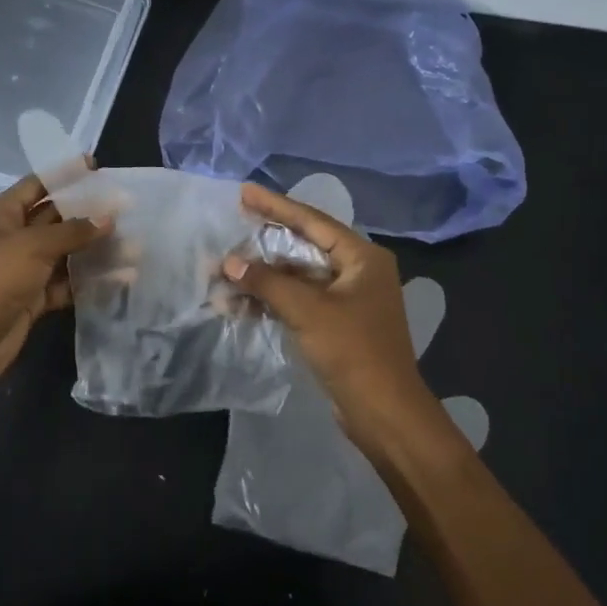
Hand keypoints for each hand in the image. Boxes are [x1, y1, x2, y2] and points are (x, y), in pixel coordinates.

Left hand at [0, 171, 107, 386]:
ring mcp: (24, 270)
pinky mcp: (35, 298)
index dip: (64, 174)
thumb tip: (108, 219)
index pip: (37, 185)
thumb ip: (73, 231)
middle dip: (88, 212)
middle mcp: (13, 238)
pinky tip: (120, 277)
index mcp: (2, 215)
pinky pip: (67, 283)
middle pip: (55, 218)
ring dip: (94, 249)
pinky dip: (90, 281)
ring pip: (65, 252)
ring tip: (132, 244)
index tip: (95, 166)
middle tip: (125, 207)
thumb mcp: (33, 246)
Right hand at [222, 183, 439, 453]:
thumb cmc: (353, 351)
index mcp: (362, 258)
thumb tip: (229, 262)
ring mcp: (345, 299)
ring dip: (262, 279)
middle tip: (230, 229)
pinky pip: (297, 301)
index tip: (244, 193)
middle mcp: (356, 272)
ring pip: (296, 277)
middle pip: (302, 248)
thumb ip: (267, 282)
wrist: (383, 412)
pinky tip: (239, 304)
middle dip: (263, 246)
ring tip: (223, 275)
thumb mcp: (307, 311)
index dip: (276, 206)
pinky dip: (271, 301)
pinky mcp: (334, 324)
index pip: (312, 221)